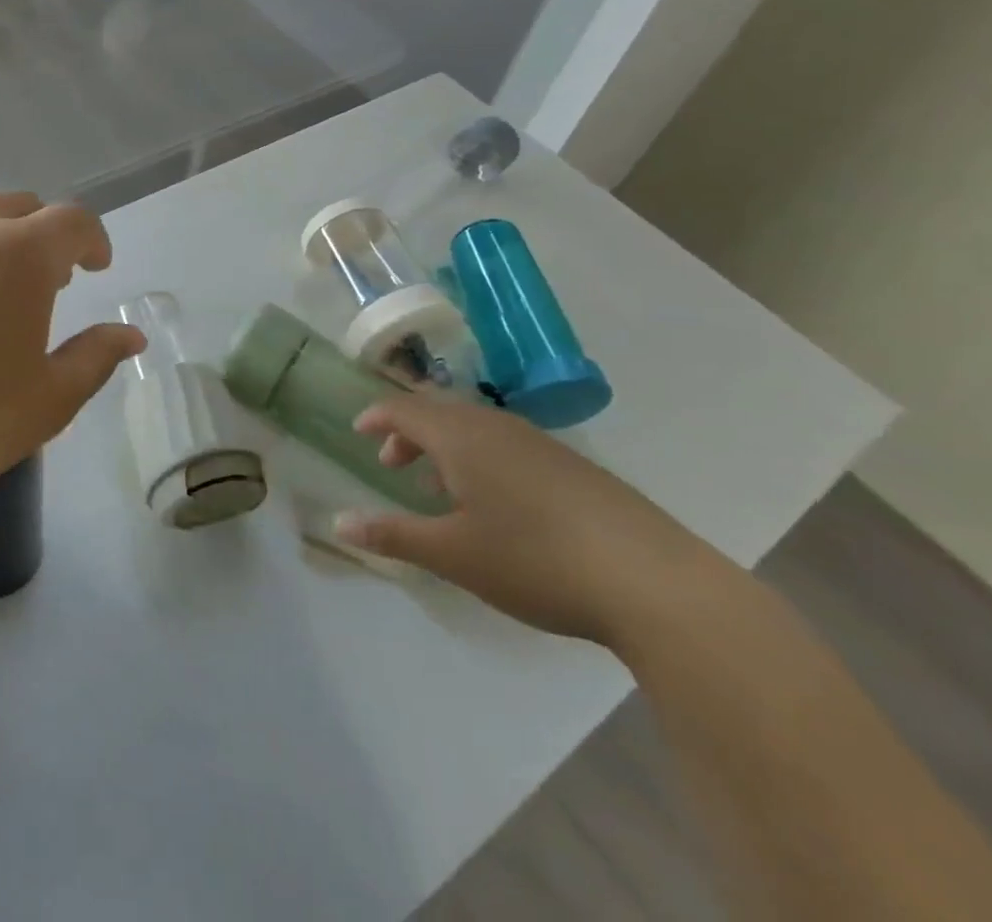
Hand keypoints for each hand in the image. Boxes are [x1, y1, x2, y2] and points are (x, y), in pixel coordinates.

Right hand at [333, 394, 734, 650]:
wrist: (653, 581)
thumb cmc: (535, 560)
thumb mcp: (453, 554)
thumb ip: (393, 535)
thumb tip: (339, 523)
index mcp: (462, 437)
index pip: (406, 409)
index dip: (378, 416)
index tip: (359, 430)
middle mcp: (498, 427)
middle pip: (441, 413)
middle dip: (410, 433)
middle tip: (392, 465)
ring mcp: (541, 444)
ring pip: (477, 428)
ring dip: (446, 448)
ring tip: (439, 489)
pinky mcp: (574, 467)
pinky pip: (507, 445)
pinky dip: (481, 459)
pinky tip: (496, 504)